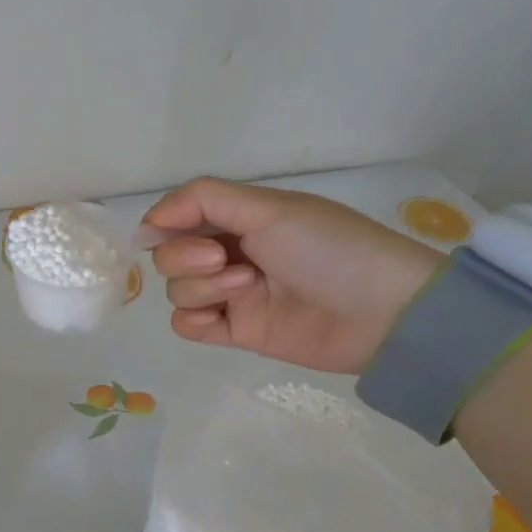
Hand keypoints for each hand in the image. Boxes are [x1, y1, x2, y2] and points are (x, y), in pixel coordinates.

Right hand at [142, 178, 442, 374]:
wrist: (383, 312)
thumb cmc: (329, 248)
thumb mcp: (270, 207)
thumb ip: (204, 200)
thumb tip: (149, 219)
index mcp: (238, 218)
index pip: (177, 217)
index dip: (162, 224)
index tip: (162, 231)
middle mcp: (230, 253)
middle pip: (169, 256)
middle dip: (185, 256)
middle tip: (223, 258)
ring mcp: (232, 295)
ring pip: (177, 291)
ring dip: (201, 287)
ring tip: (247, 286)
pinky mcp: (238, 332)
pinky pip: (188, 326)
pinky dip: (194, 319)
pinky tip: (222, 318)